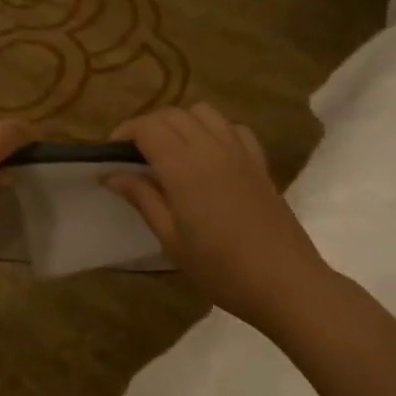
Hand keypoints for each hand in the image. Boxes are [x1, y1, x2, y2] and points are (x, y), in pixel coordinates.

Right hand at [105, 104, 330, 329]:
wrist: (284, 282)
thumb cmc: (220, 268)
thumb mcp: (171, 239)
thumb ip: (142, 199)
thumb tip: (111, 174)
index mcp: (184, 167)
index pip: (148, 128)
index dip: (124, 133)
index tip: (110, 154)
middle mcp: (211, 148)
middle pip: (173, 114)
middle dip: (147, 126)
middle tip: (133, 156)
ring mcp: (240, 152)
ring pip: (203, 112)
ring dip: (180, 122)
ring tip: (169, 151)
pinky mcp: (259, 162)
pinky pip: (233, 128)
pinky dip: (213, 130)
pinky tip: (208, 155)